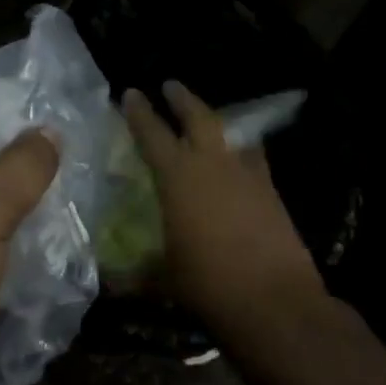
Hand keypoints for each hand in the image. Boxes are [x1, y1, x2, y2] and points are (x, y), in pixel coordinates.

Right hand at [123, 81, 325, 337]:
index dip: (139, 112)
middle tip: (171, 85)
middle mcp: (213, 164)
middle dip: (182, 99)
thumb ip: (138, 273)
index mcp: (178, 177)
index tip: (131, 92)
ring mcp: (248, 174)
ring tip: (209, 119)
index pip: (152, 134)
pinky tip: (240, 159)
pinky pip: (254, 157)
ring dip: (216, 121)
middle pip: (198, 117)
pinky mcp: (272, 191)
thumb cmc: (208, 284)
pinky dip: (243, 150)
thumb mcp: (164, 278)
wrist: (274, 299)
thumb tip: (111, 282)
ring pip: (231, 133)